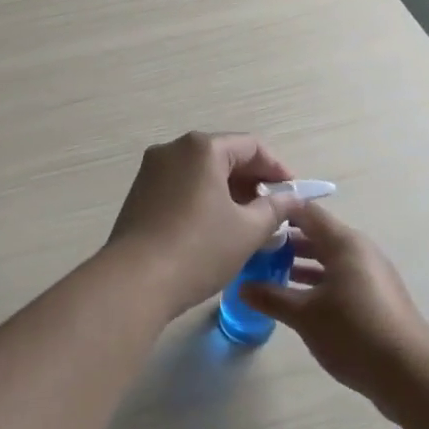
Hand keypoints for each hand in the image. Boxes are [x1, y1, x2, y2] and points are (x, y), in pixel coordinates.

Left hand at [105, 132, 294, 317]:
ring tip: (248, 224)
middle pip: (223, 156)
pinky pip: (181, 187)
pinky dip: (203, 199)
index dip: (277, 169)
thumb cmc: (199, 249)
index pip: (251, 147)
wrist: (135, 281)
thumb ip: (275, 209)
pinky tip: (215, 229)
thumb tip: (292, 198)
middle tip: (273, 212)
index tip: (293, 195)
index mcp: (201, 148)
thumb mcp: (247, 230)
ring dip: (228, 192)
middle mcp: (172, 149)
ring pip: (201, 173)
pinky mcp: (139, 193)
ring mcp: (151, 170)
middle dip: (252, 182)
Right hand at [240, 203, 428, 404]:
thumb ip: (271, 297)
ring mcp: (370, 274)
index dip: (277, 212)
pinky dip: (317, 283)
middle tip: (252, 253)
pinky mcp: (376, 297)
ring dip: (299, 265)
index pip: (305, 212)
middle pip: (316, 234)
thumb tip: (242, 287)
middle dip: (284, 242)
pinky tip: (297, 302)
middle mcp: (359, 250)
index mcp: (343, 243)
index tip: (250, 221)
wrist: (411, 374)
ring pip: (327, 259)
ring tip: (267, 277)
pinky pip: (339, 278)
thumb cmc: (354, 332)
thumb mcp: (305, 315)